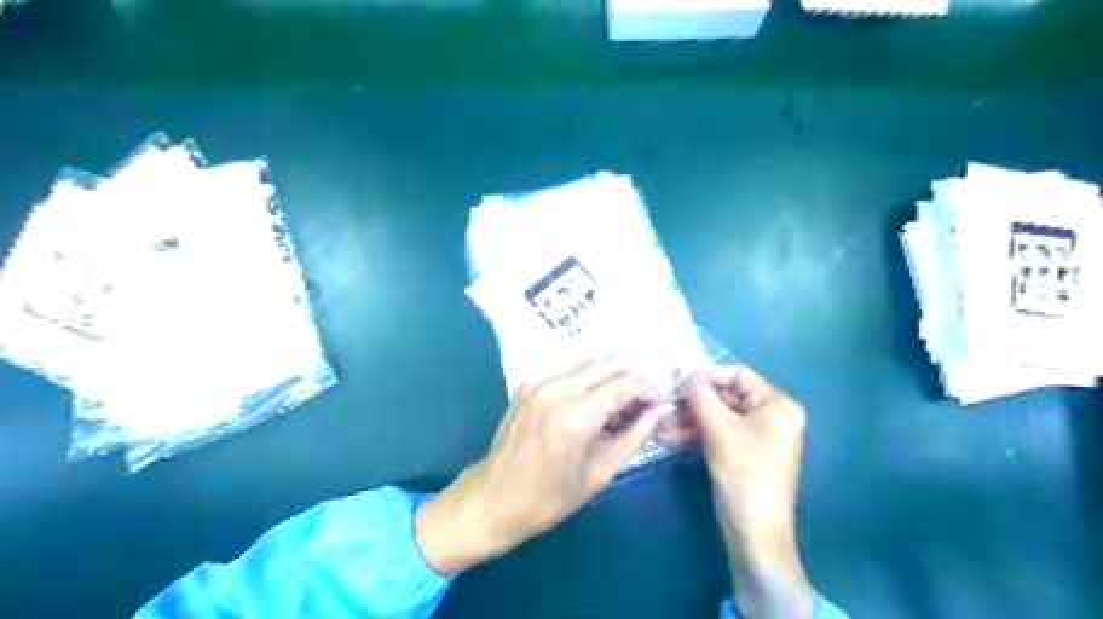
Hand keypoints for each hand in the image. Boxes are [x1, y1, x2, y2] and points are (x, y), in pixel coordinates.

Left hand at [418, 360, 667, 573]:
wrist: (493, 499)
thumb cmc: (550, 497)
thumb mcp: (600, 471)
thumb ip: (635, 435)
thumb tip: (663, 410)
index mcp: (576, 415)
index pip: (624, 383)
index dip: (649, 389)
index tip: (660, 404)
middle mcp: (556, 389)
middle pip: (607, 363)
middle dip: (630, 379)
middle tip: (640, 405)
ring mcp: (538, 383)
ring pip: (588, 365)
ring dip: (609, 379)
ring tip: (617, 408)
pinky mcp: (527, 385)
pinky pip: (568, 374)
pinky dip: (587, 383)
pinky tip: (590, 407)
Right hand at [688, 366, 813, 618]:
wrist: (754, 531)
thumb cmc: (743, 472)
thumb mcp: (719, 429)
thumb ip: (701, 396)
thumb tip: (684, 372)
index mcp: (777, 405)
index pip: (739, 374)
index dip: (708, 374)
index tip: (678, 379)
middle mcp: (771, 415)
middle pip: (727, 395)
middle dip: (694, 400)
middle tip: (665, 400)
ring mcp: (756, 435)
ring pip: (718, 416)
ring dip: (690, 418)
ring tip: (661, 421)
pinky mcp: (743, 452)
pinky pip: (718, 433)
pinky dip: (696, 433)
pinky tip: (669, 435)